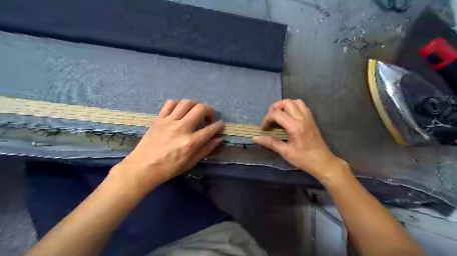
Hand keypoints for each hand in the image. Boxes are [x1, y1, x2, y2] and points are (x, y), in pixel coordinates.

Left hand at [110, 99, 223, 193]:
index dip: (219, 125)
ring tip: (197, 111)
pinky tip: (181, 110)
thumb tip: (218, 139)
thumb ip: (206, 149)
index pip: (210, 129)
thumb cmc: (169, 168)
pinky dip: (179, 104)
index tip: (220, 124)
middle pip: (200, 109)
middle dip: (210, 110)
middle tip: (210, 117)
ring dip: (196, 104)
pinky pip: (170, 104)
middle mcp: (182, 128)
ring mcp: (169, 121)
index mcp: (191, 142)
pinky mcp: (159, 119)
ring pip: (186, 103)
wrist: (143, 167)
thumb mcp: (191, 162)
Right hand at [254, 99, 346, 180]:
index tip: (263, 129)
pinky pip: (302, 106)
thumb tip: (255, 138)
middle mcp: (303, 118)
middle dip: (274, 108)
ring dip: (284, 106)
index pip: (277, 114)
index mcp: (295, 127)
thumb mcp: (286, 152)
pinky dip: (293, 107)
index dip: (267, 119)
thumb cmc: (304, 159)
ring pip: (295, 102)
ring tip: (279, 116)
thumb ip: (270, 143)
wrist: (323, 163)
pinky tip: (289, 118)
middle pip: (286, 103)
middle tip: (270, 119)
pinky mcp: (311, 120)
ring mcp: (308, 118)